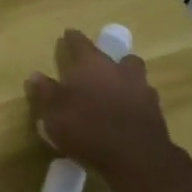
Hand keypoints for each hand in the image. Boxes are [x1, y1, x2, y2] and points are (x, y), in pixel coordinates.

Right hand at [25, 29, 176, 177]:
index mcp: (91, 65)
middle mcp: (118, 71)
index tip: (68, 33)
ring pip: (134, 76)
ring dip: (124, 79)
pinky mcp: (156, 112)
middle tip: (96, 68)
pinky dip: (134, 102)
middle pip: (117, 57)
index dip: (73, 38)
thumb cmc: (87, 129)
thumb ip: (45, 92)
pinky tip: (125, 114)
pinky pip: (143, 99)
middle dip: (106, 60)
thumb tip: (35, 75)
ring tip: (114, 91)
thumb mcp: (54, 113)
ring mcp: (141, 90)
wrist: (136, 157)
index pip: (80, 43)